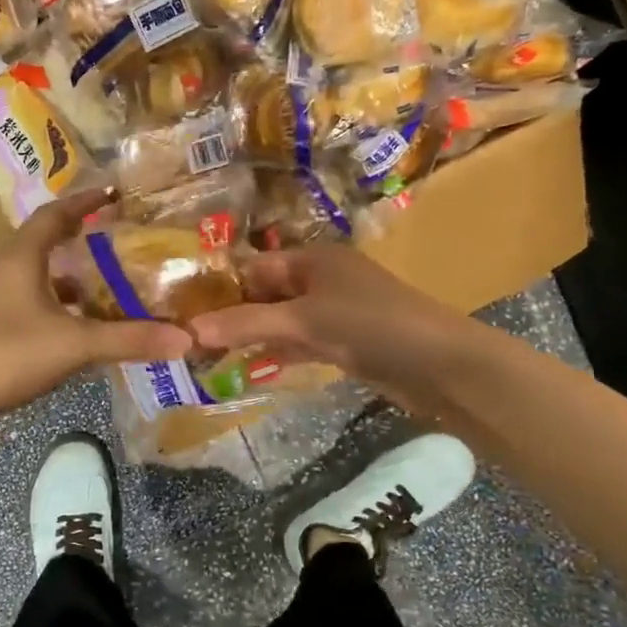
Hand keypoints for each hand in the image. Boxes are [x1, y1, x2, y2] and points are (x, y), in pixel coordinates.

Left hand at [0, 187, 192, 432]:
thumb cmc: (5, 353)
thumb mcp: (74, 344)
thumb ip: (128, 340)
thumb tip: (185, 338)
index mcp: (21, 256)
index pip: (54, 214)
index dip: (84, 201)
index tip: (114, 193)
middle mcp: (4, 269)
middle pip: (45, 241)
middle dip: (82, 237)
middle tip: (120, 239)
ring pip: (38, 275)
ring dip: (70, 276)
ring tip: (108, 284)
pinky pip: (32, 302)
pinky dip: (58, 305)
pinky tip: (79, 326)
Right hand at [186, 243, 459, 394]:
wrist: (441, 365)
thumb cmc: (370, 325)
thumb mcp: (303, 321)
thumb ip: (246, 325)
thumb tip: (189, 330)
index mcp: (313, 258)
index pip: (254, 267)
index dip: (221, 288)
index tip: (185, 311)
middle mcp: (321, 279)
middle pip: (266, 294)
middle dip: (232, 315)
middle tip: (191, 339)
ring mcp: (334, 312)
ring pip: (281, 321)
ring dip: (251, 337)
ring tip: (209, 356)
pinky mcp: (345, 342)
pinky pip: (300, 343)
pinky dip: (277, 353)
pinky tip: (248, 368)